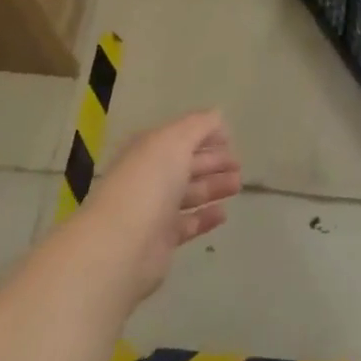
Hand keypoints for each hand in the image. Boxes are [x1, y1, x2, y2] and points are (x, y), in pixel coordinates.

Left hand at [76, 111, 241, 302]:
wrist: (121, 245)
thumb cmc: (149, 183)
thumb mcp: (175, 140)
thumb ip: (198, 125)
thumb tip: (216, 116)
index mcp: (149, 148)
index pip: (180, 136)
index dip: (205, 134)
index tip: (230, 138)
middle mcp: (150, 176)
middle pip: (186, 164)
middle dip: (213, 161)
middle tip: (239, 164)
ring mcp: (155, 209)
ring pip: (189, 193)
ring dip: (213, 187)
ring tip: (237, 185)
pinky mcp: (161, 240)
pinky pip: (188, 224)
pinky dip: (205, 218)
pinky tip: (223, 214)